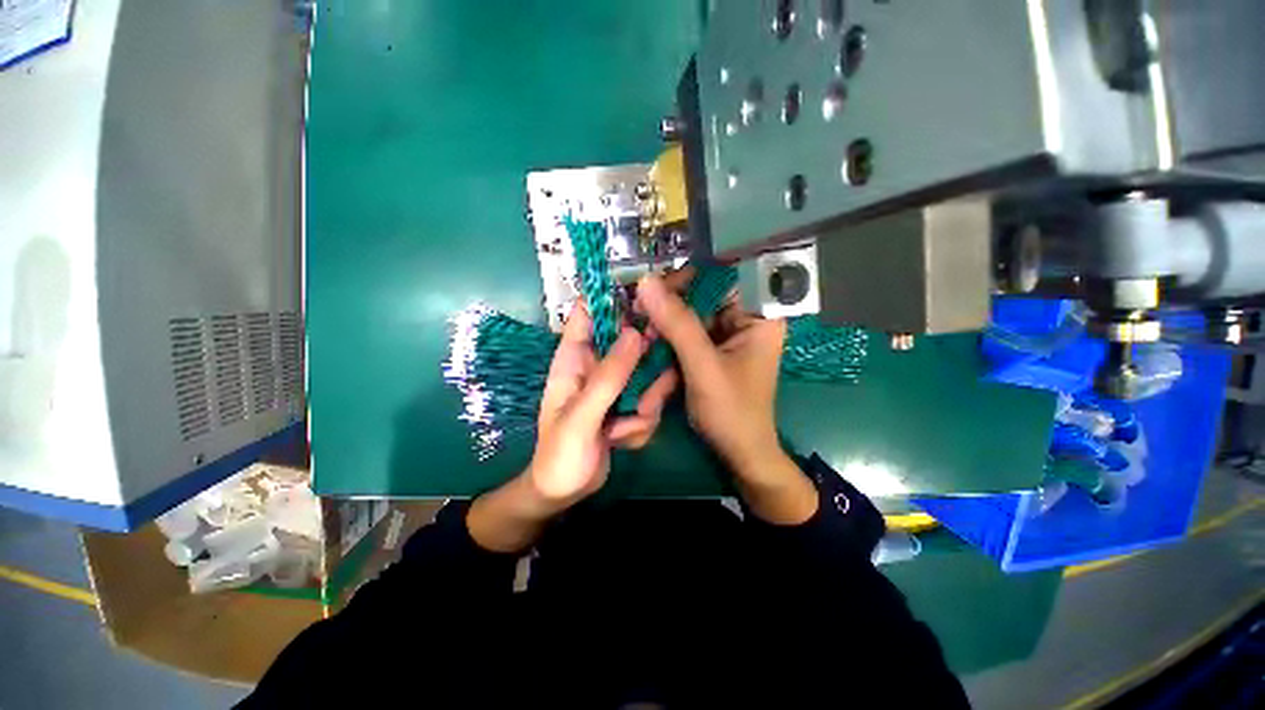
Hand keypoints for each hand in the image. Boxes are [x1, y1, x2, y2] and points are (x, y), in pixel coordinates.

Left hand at [467, 303, 676, 551]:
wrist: (564, 493)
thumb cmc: (559, 455)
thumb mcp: (581, 417)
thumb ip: (607, 377)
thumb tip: (634, 334)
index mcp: (574, 358)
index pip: (590, 312)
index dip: (615, 298)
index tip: (648, 301)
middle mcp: (597, 365)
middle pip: (631, 340)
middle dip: (646, 364)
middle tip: (646, 391)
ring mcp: (616, 385)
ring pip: (648, 373)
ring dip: (646, 402)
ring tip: (625, 429)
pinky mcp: (629, 403)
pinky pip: (650, 399)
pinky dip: (642, 423)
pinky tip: (621, 440)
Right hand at [636, 273, 815, 523]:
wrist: (740, 454)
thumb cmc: (732, 413)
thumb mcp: (703, 367)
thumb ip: (677, 324)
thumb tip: (645, 282)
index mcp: (758, 315)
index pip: (721, 275)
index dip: (686, 277)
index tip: (652, 289)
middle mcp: (744, 318)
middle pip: (701, 295)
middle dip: (668, 308)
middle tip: (637, 316)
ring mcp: (727, 335)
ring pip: (689, 315)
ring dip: (663, 328)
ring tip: (641, 341)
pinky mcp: (713, 350)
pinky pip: (686, 335)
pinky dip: (667, 343)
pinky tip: (650, 352)